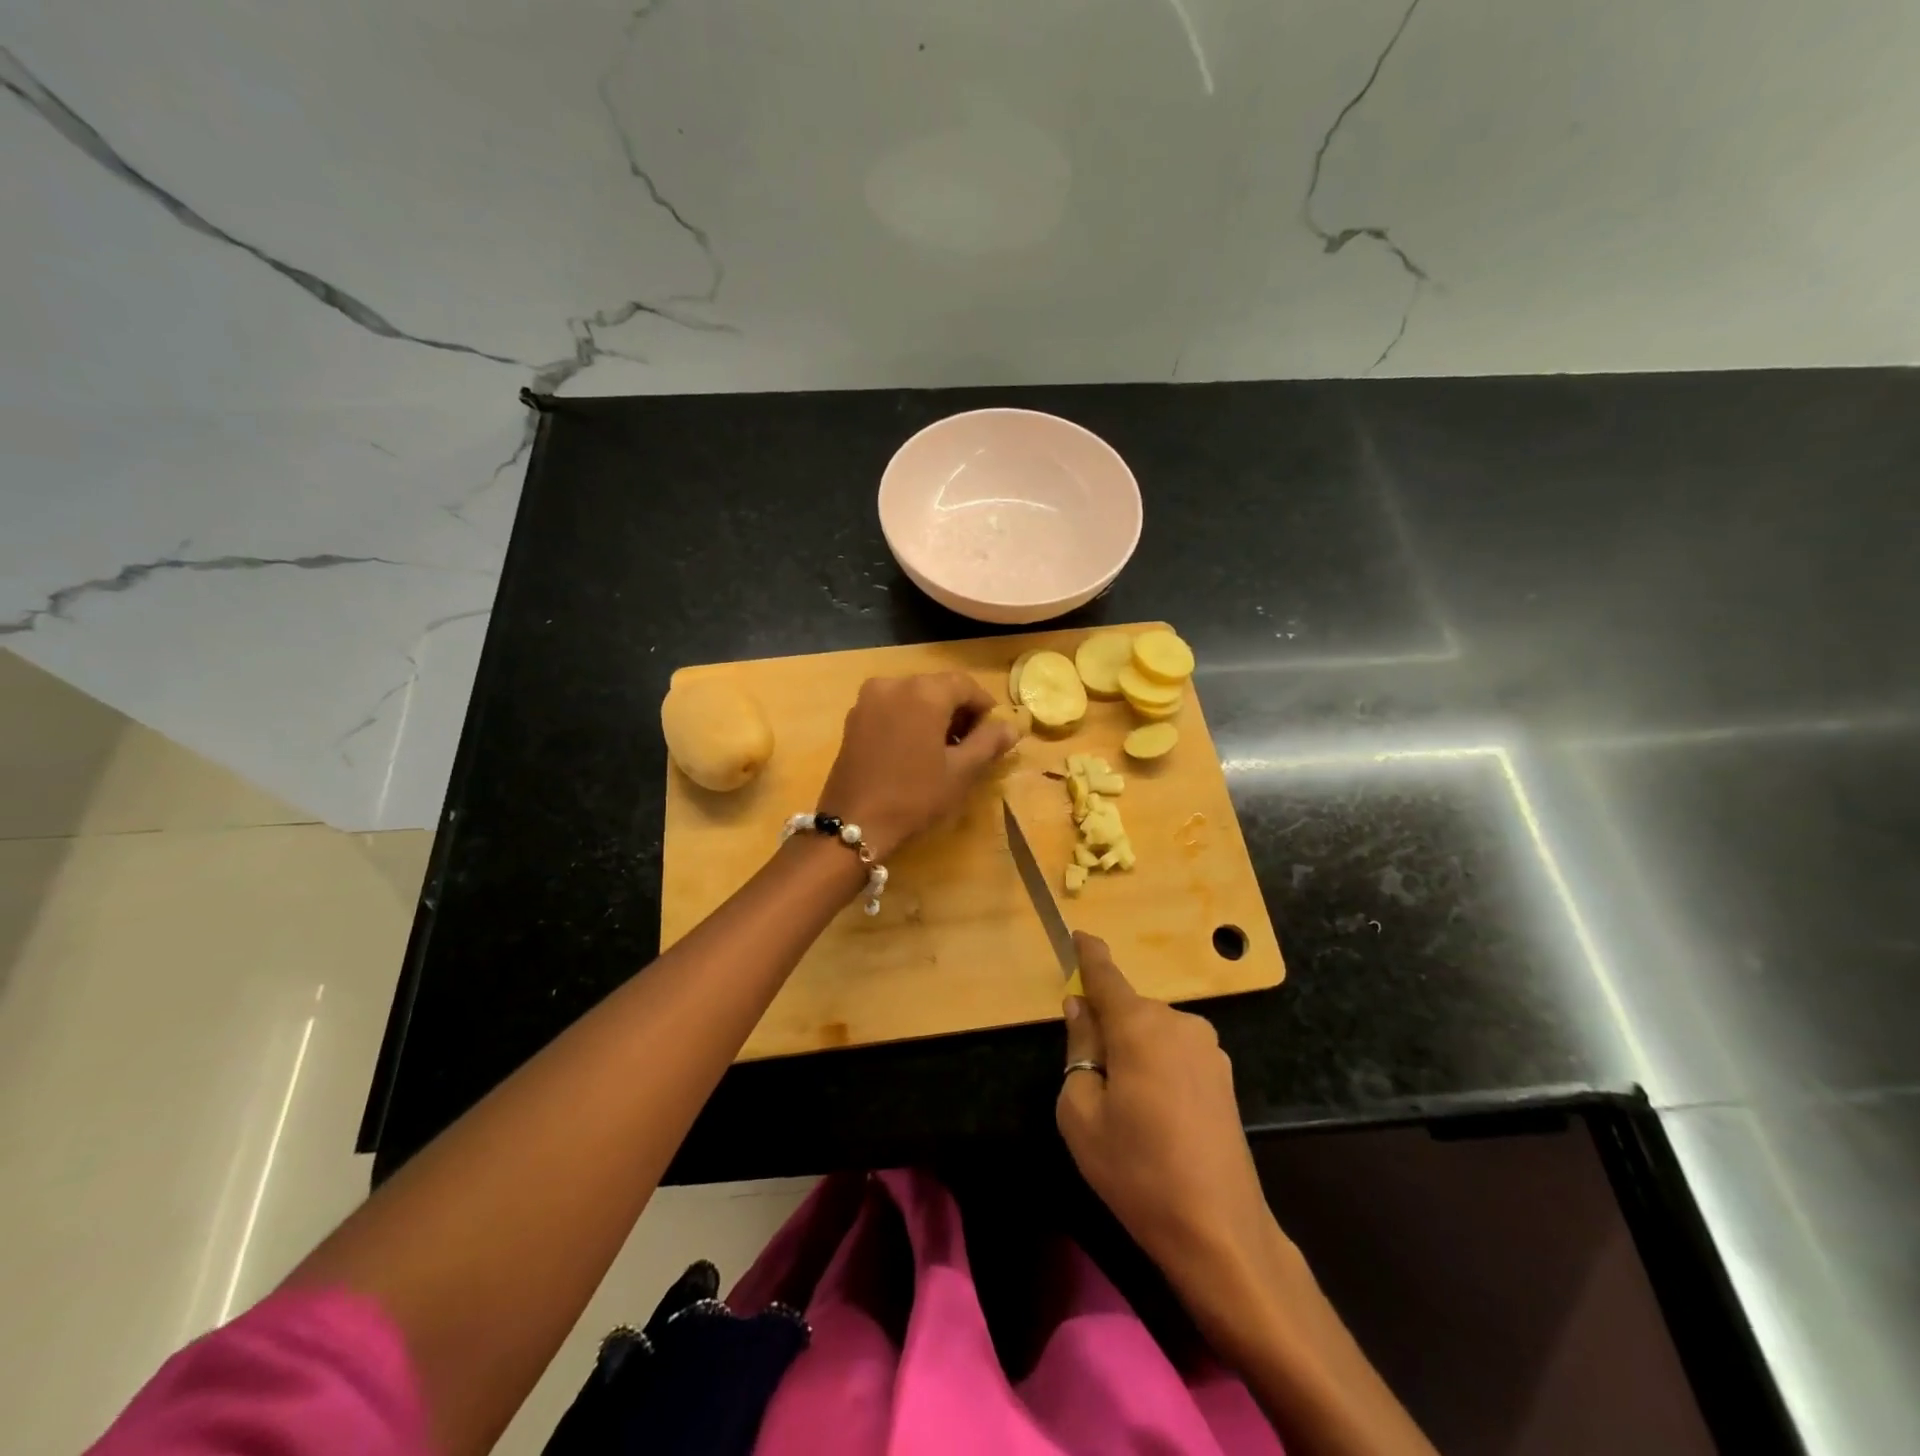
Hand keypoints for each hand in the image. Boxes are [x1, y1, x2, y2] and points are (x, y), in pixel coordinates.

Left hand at [817, 672, 1015, 859]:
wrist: (854, 823)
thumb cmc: (914, 796)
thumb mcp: (961, 772)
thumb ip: (989, 743)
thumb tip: (1011, 727)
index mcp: (925, 691)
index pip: (966, 686)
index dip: (984, 708)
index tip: (992, 735)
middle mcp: (894, 684)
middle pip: (938, 688)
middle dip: (958, 711)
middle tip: (970, 746)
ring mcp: (869, 699)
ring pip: (913, 697)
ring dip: (933, 716)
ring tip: (942, 751)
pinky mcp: (853, 718)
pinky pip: (892, 708)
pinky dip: (909, 720)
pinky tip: (914, 751)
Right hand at [1057, 933, 1297, 1344]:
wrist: (1219, 1230)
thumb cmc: (1137, 1170)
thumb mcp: (1081, 1112)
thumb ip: (1079, 1048)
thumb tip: (1081, 1009)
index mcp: (1139, 1025)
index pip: (1106, 977)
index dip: (1089, 955)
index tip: (1079, 934)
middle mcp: (1178, 1022)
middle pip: (1129, 1009)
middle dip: (1108, 1027)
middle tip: (1092, 1080)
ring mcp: (1208, 1048)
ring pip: (1154, 1032)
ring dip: (1135, 1050)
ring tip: (1128, 1108)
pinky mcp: (1224, 1075)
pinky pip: (1176, 1052)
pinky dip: (1158, 1066)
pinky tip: (1159, 1115)